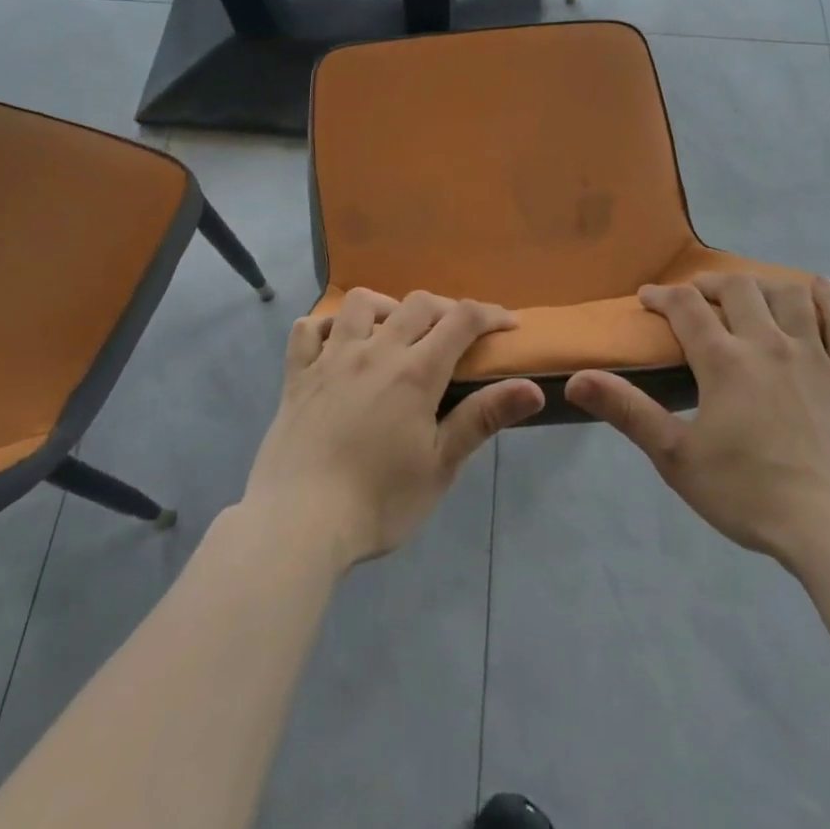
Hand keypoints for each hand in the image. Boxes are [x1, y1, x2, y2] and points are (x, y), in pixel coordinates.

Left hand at [244, 288, 544, 564]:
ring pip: (361, 304)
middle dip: (446, 308)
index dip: (490, 314)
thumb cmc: (378, 501)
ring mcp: (331, 359)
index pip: (461, 320)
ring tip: (395, 331)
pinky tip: (338, 344)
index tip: (508, 324)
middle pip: (417, 304)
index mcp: (415, 372)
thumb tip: (532, 389)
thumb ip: (483, 419)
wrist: (297, 524)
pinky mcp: (297, 376)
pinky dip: (328, 327)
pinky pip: (308, 330)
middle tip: (457, 334)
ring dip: (387, 306)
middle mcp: (375, 352)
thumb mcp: (440, 466)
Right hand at [565, 274, 829, 565]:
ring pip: (788, 296)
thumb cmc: (750, 494)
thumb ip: (628, 412)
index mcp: (724, 361)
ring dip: (763, 285)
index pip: (685, 308)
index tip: (647, 297)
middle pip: (737, 289)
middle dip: (710, 284)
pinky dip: (829, 299)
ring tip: (750, 293)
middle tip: (696, 295)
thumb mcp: (677, 458)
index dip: (662, 296)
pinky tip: (820, 288)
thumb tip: (576, 378)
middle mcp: (768, 344)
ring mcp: (814, 356)